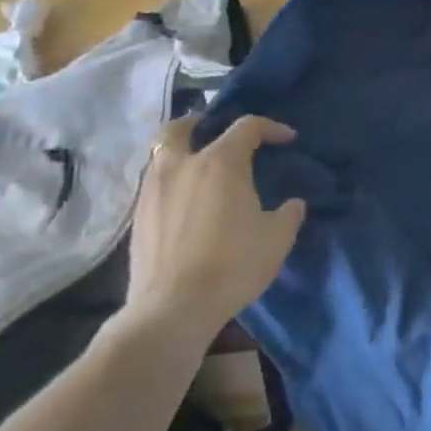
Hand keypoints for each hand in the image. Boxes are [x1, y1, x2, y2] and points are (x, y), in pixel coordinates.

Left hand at [125, 114, 306, 344]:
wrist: (174, 308)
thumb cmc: (233, 264)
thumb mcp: (277, 237)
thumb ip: (288, 213)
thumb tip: (292, 204)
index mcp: (220, 163)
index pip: (247, 127)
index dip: (271, 127)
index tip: (287, 139)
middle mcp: (181, 167)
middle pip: (179, 128)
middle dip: (198, 123)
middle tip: (214, 131)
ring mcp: (153, 192)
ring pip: (161, 156)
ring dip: (181, 154)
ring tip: (201, 170)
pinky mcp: (138, 218)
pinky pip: (155, 185)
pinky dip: (171, 182)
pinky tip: (187, 202)